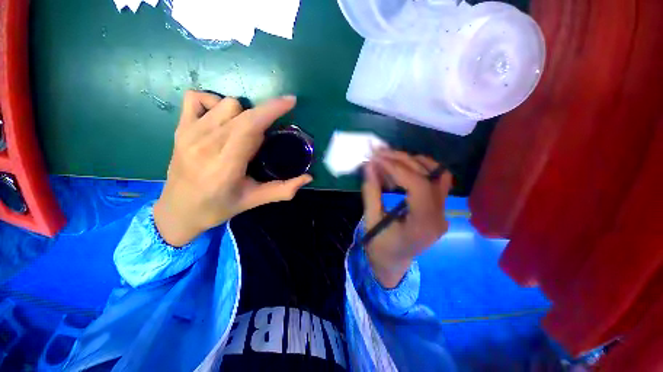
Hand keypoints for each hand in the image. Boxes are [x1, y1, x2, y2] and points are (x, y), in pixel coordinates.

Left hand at [154, 91, 312, 246]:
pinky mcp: (179, 128)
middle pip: (242, 112)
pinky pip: (197, 97)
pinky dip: (214, 103)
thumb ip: (283, 190)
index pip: (250, 127)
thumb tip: (308, 178)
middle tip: (266, 137)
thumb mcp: (254, 200)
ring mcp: (189, 133)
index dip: (272, 110)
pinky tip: (220, 120)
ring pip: (225, 103)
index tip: (290, 102)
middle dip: (264, 115)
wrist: (177, 211)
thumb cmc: (218, 207)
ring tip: (244, 133)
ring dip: (243, 114)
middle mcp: (205, 144)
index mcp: (225, 165)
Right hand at [361, 150, 452, 287]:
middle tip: (380, 153)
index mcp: (422, 225)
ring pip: (439, 175)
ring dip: (414, 161)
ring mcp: (442, 212)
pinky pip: (437, 181)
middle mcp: (439, 217)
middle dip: (402, 160)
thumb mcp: (371, 221)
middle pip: (428, 177)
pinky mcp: (439, 208)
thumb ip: (371, 192)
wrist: (393, 263)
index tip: (377, 159)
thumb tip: (369, 165)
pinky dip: (422, 168)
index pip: (418, 186)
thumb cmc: (379, 247)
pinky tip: (404, 166)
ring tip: (391, 157)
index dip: (397, 168)